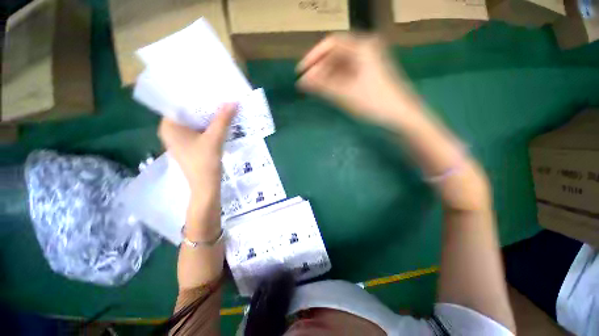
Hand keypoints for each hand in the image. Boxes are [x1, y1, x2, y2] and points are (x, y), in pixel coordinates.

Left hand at [158, 103, 235, 208]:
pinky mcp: (189, 146)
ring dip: (208, 117)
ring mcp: (180, 140)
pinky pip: (198, 131)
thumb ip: (223, 120)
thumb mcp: (214, 138)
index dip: (194, 96)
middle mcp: (171, 131)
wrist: (206, 186)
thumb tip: (233, 102)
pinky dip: (208, 127)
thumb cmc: (204, 162)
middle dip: (204, 107)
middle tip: (219, 97)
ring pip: (194, 123)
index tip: (209, 89)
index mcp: (169, 126)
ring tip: (221, 107)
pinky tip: (220, 123)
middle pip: (188, 113)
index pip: (179, 104)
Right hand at [297, 33, 416, 125]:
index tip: (301, 71)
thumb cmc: (373, 102)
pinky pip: (347, 74)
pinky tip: (327, 91)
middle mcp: (365, 50)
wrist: (399, 117)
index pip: (331, 43)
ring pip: (340, 65)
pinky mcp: (368, 75)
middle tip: (306, 85)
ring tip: (314, 90)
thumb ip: (321, 86)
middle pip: (335, 55)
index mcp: (361, 47)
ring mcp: (367, 62)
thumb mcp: (344, 94)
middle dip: (319, 69)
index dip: (313, 56)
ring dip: (326, 76)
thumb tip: (301, 82)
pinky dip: (336, 82)